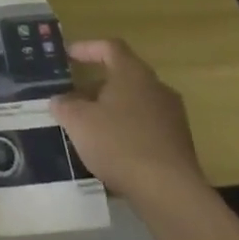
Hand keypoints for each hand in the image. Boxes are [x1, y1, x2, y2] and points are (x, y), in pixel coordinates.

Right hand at [50, 39, 205, 200]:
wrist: (169, 192)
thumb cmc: (119, 144)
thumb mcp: (78, 121)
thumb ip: (64, 105)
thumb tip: (60, 100)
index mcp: (133, 74)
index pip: (110, 47)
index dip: (86, 48)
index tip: (67, 56)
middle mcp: (157, 88)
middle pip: (122, 77)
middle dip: (94, 86)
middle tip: (71, 99)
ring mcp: (172, 117)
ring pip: (133, 104)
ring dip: (109, 110)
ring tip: (86, 128)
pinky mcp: (178, 143)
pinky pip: (145, 127)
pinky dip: (125, 131)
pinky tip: (109, 151)